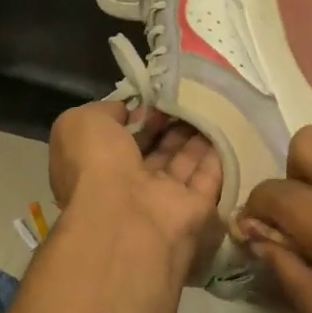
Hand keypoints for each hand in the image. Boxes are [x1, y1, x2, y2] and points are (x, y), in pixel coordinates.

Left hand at [48, 100, 223, 284]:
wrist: (125, 218)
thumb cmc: (96, 165)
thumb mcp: (82, 123)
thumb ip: (105, 111)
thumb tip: (131, 111)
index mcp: (97, 166)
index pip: (121, 137)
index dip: (139, 115)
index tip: (157, 95)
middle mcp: (130, 185)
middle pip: (156, 149)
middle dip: (171, 123)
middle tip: (189, 94)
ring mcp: (163, 199)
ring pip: (183, 161)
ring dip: (196, 135)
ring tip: (210, 102)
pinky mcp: (196, 209)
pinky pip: (209, 177)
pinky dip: (219, 155)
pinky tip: (229, 125)